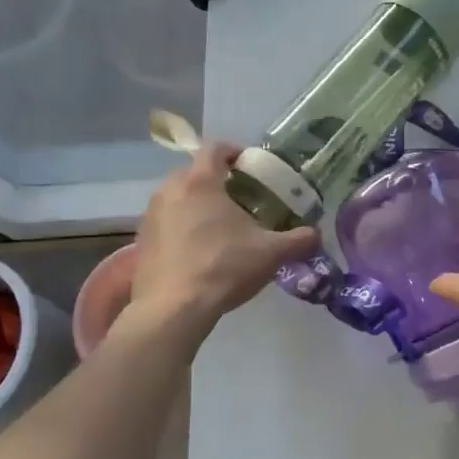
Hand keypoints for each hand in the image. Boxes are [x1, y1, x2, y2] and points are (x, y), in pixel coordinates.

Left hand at [126, 144, 318, 334]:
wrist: (172, 310)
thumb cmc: (223, 268)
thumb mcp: (271, 253)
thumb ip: (299, 239)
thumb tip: (316, 234)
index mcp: (200, 181)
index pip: (216, 148)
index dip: (236, 152)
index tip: (252, 166)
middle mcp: (170, 190)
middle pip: (195, 171)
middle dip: (218, 180)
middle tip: (242, 199)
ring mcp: (151, 215)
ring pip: (179, 197)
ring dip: (198, 204)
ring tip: (221, 226)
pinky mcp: (141, 240)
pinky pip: (167, 221)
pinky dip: (183, 226)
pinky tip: (200, 250)